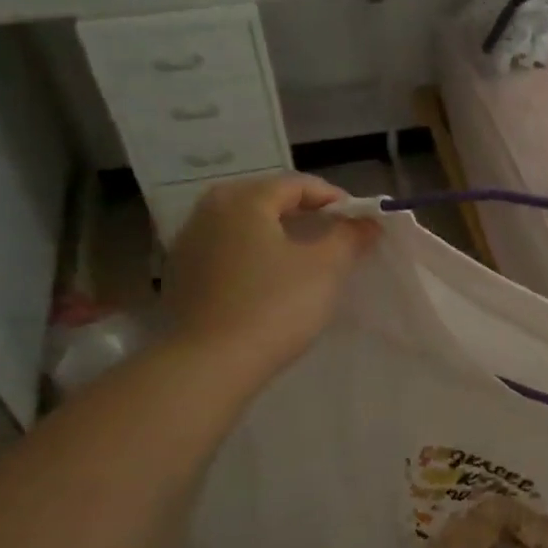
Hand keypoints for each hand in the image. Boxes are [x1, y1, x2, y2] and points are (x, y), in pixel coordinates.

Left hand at [164, 175, 378, 385]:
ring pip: (244, 226)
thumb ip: (349, 237)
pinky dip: (252, 255)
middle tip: (333, 236)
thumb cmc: (274, 306)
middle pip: (266, 200)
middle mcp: (209, 211)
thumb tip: (366, 222)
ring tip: (304, 258)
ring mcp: (189, 244)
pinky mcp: (182, 277)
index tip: (358, 222)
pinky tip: (269, 281)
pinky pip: (226, 252)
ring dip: (276, 234)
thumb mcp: (326, 268)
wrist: (210, 363)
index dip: (334, 198)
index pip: (297, 184)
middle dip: (303, 213)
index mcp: (243, 200)